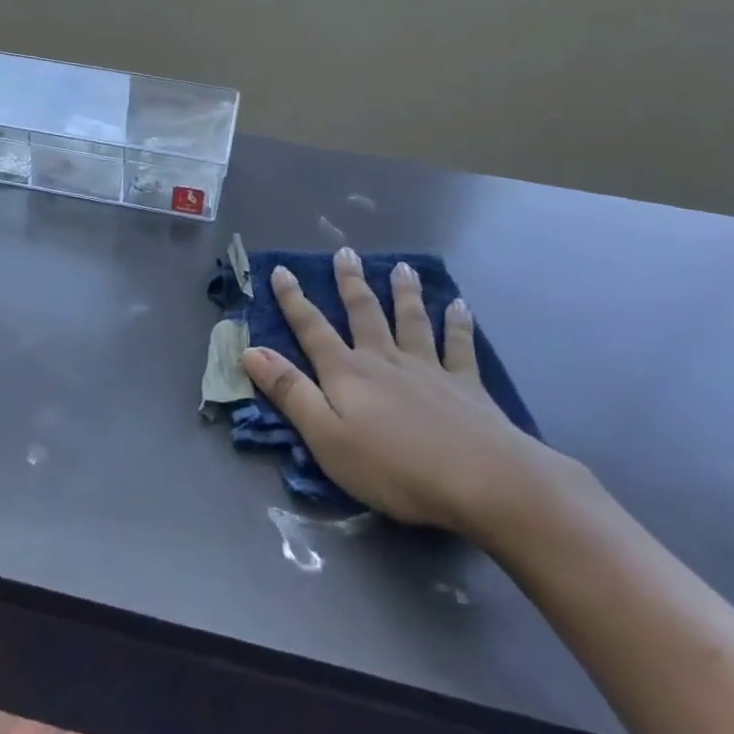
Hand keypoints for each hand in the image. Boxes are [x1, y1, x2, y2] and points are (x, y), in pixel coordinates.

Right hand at [239, 248, 558, 535]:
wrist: (482, 480)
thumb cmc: (393, 467)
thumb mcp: (326, 437)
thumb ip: (290, 392)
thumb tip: (251, 351)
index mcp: (348, 373)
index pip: (313, 329)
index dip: (294, 301)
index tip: (281, 271)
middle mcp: (385, 360)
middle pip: (364, 313)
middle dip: (351, 283)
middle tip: (346, 253)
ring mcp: (428, 368)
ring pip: (411, 319)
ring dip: (403, 292)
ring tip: (401, 267)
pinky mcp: (465, 385)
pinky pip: (459, 345)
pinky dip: (457, 324)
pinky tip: (459, 306)